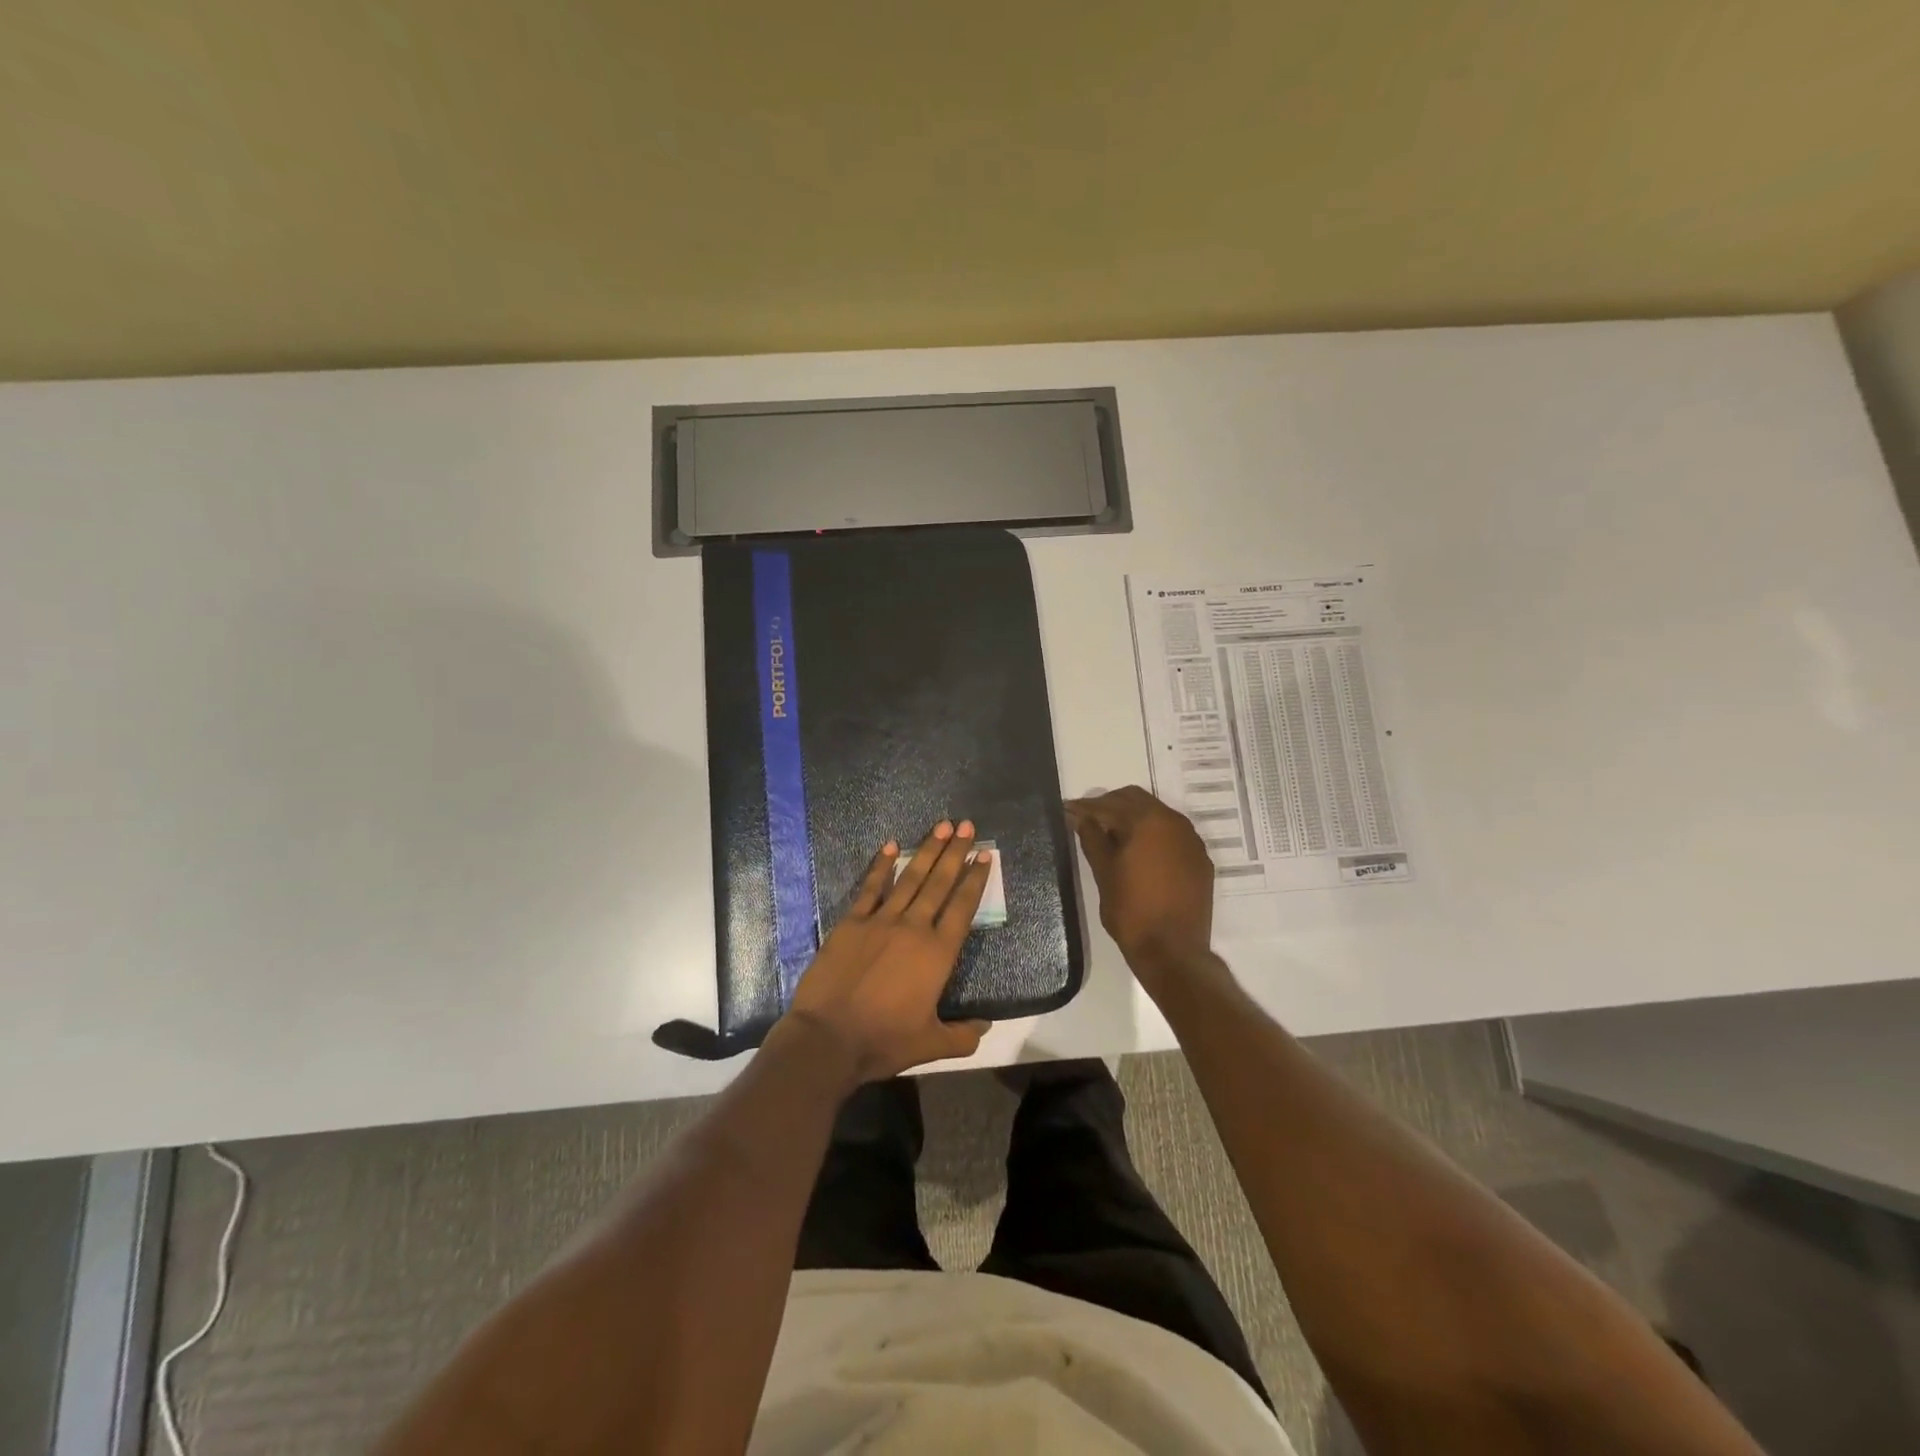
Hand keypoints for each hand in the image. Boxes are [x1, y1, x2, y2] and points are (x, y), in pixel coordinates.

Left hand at [781, 820, 992, 1085]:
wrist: (829, 1039)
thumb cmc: (884, 1041)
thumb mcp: (931, 1044)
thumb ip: (963, 1034)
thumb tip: (986, 1026)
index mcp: (938, 953)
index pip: (962, 907)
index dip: (975, 879)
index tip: (984, 855)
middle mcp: (914, 927)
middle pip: (939, 882)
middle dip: (955, 851)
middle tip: (967, 825)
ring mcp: (880, 921)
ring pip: (910, 877)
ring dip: (926, 850)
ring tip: (941, 825)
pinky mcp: (851, 922)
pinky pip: (870, 887)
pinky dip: (881, 865)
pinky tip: (890, 845)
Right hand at [1066, 787, 1215, 979]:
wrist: (1173, 951)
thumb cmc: (1132, 911)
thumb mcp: (1104, 873)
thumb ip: (1092, 839)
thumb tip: (1080, 818)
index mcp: (1148, 821)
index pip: (1110, 804)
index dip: (1086, 807)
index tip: (1068, 810)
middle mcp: (1174, 823)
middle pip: (1136, 800)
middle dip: (1110, 806)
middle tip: (1088, 820)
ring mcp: (1192, 841)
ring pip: (1157, 815)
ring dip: (1133, 818)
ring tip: (1111, 836)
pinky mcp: (1200, 860)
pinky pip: (1173, 835)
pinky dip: (1153, 835)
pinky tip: (1139, 852)